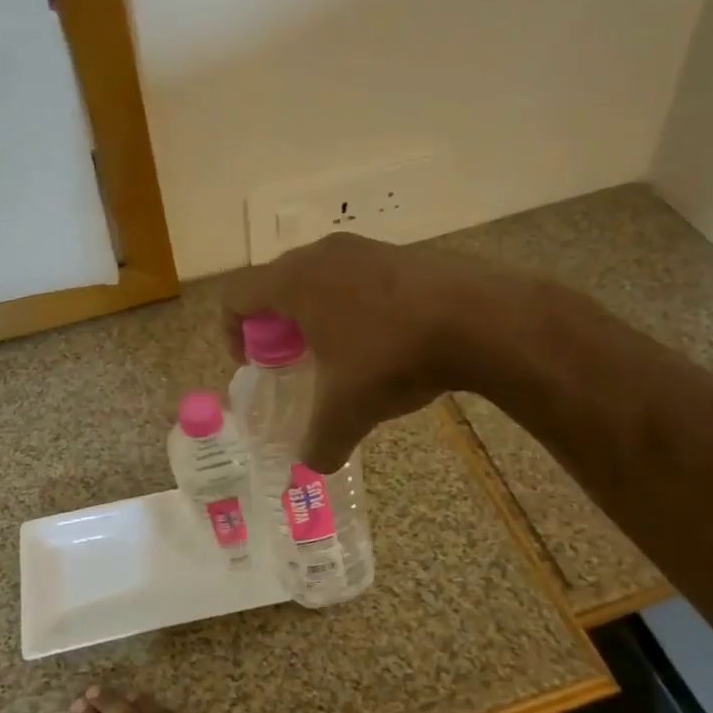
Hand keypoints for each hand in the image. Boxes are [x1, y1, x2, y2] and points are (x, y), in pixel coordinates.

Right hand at [220, 232, 483, 471]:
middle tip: (294, 363)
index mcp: (294, 281)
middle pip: (276, 284)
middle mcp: (323, 254)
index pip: (236, 295)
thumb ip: (320, 441)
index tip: (254, 364)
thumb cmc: (392, 355)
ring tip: (340, 354)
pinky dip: (354, 305)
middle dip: (276, 326)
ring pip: (320, 278)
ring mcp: (366, 248)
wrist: (479, 318)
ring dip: (317, 314)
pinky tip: (383, 340)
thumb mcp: (348, 409)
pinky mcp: (402, 253)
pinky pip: (358, 277)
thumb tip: (313, 464)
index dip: (233, 332)